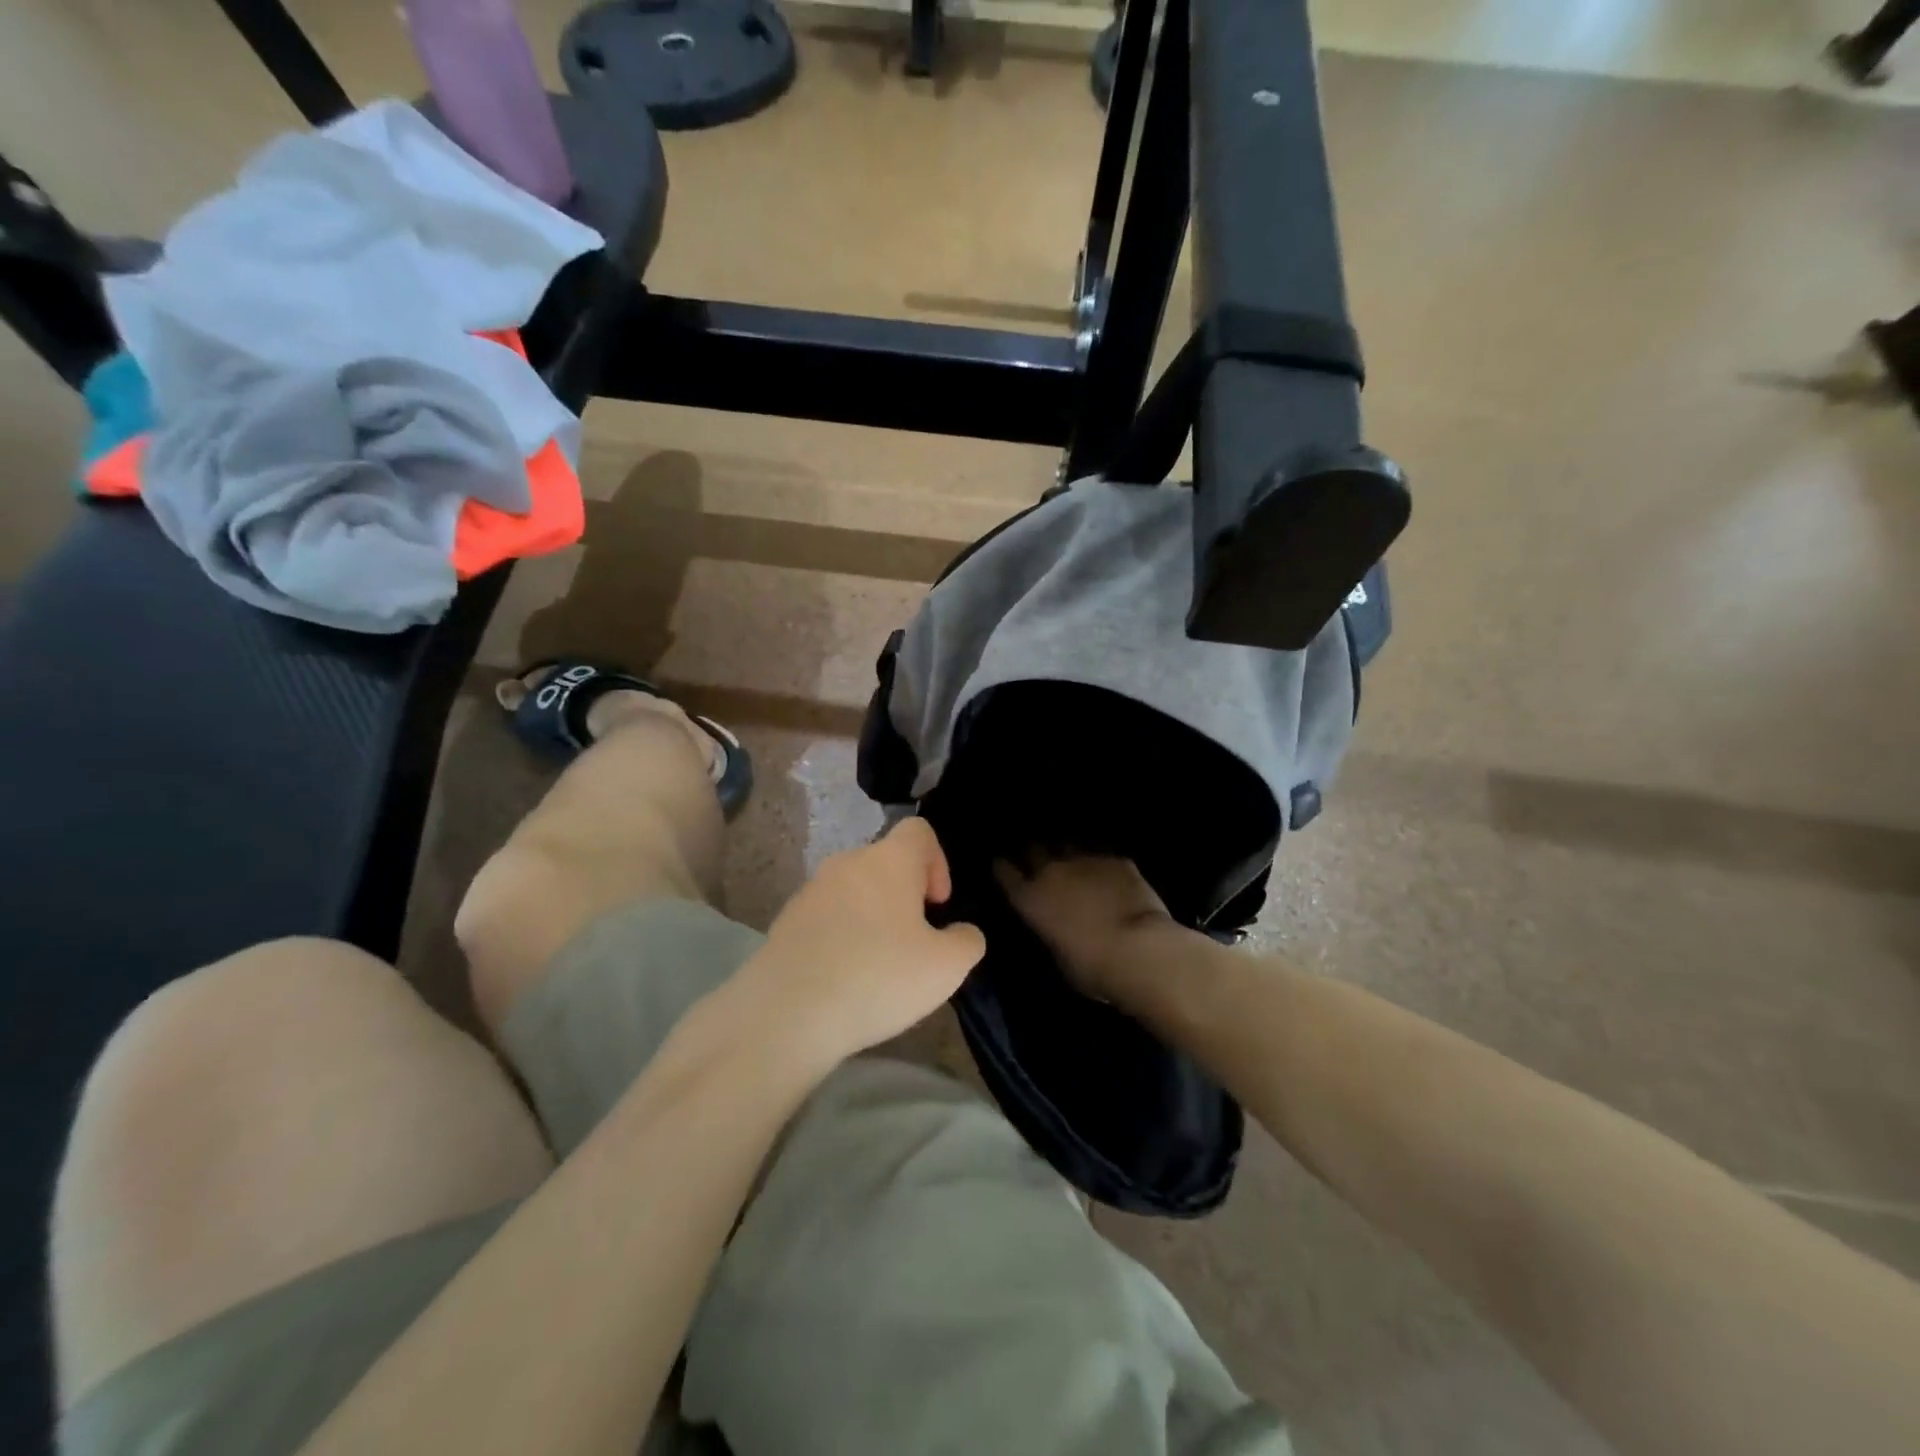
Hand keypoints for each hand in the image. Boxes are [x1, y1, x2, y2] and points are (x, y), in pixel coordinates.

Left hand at [741, 817, 985, 1068]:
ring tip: (877, 966)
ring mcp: (810, 891)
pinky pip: (826, 917)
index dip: (938, 862)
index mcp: (889, 860)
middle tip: (913, 943)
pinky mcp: (785, 922)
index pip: (919, 831)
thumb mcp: (946, 968)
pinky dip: (841, 936)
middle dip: (905, 895)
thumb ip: (966, 942)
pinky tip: (843, 978)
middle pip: (886, 862)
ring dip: (872, 917)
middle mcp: (847, 862)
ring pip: (854, 891)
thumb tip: (961, 933)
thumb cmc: (877, 977)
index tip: (937, 906)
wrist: (785, 1013)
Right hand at [994, 854, 1177, 1001]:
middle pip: (1034, 849)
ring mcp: (1085, 860)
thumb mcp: (1058, 956)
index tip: (1002, 866)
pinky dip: (1102, 863)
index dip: (1003, 868)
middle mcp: (1052, 872)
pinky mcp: (1116, 860)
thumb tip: (1056, 925)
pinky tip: (1110, 872)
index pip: (1005, 872)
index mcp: (1030, 899)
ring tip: (1074, 861)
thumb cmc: (1092, 968)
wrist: (1139, 950)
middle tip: (1039, 861)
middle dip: (1034, 854)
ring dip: (1067, 853)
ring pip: (1068, 844)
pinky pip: (1103, 855)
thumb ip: (1051, 931)